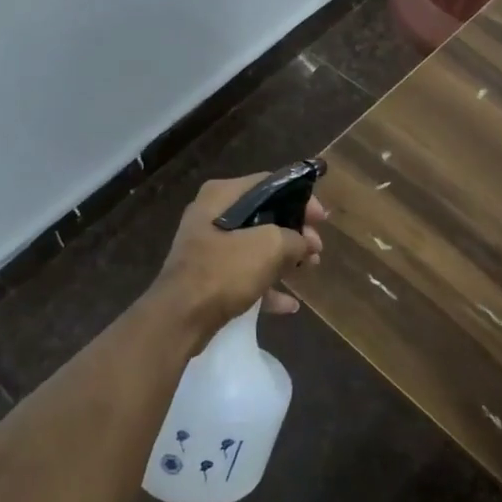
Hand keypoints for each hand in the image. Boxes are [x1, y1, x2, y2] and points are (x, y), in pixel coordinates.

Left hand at [150, 173, 327, 342]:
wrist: (179, 318)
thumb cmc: (224, 270)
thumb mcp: (270, 246)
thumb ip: (296, 239)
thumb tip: (306, 243)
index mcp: (222, 195)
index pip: (270, 184)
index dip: (301, 199)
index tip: (322, 219)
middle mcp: (212, 215)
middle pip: (264, 215)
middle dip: (295, 232)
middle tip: (316, 249)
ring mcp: (208, 248)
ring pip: (256, 247)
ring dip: (284, 258)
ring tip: (309, 269)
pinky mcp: (207, 277)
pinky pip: (244, 275)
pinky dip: (267, 285)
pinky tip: (289, 304)